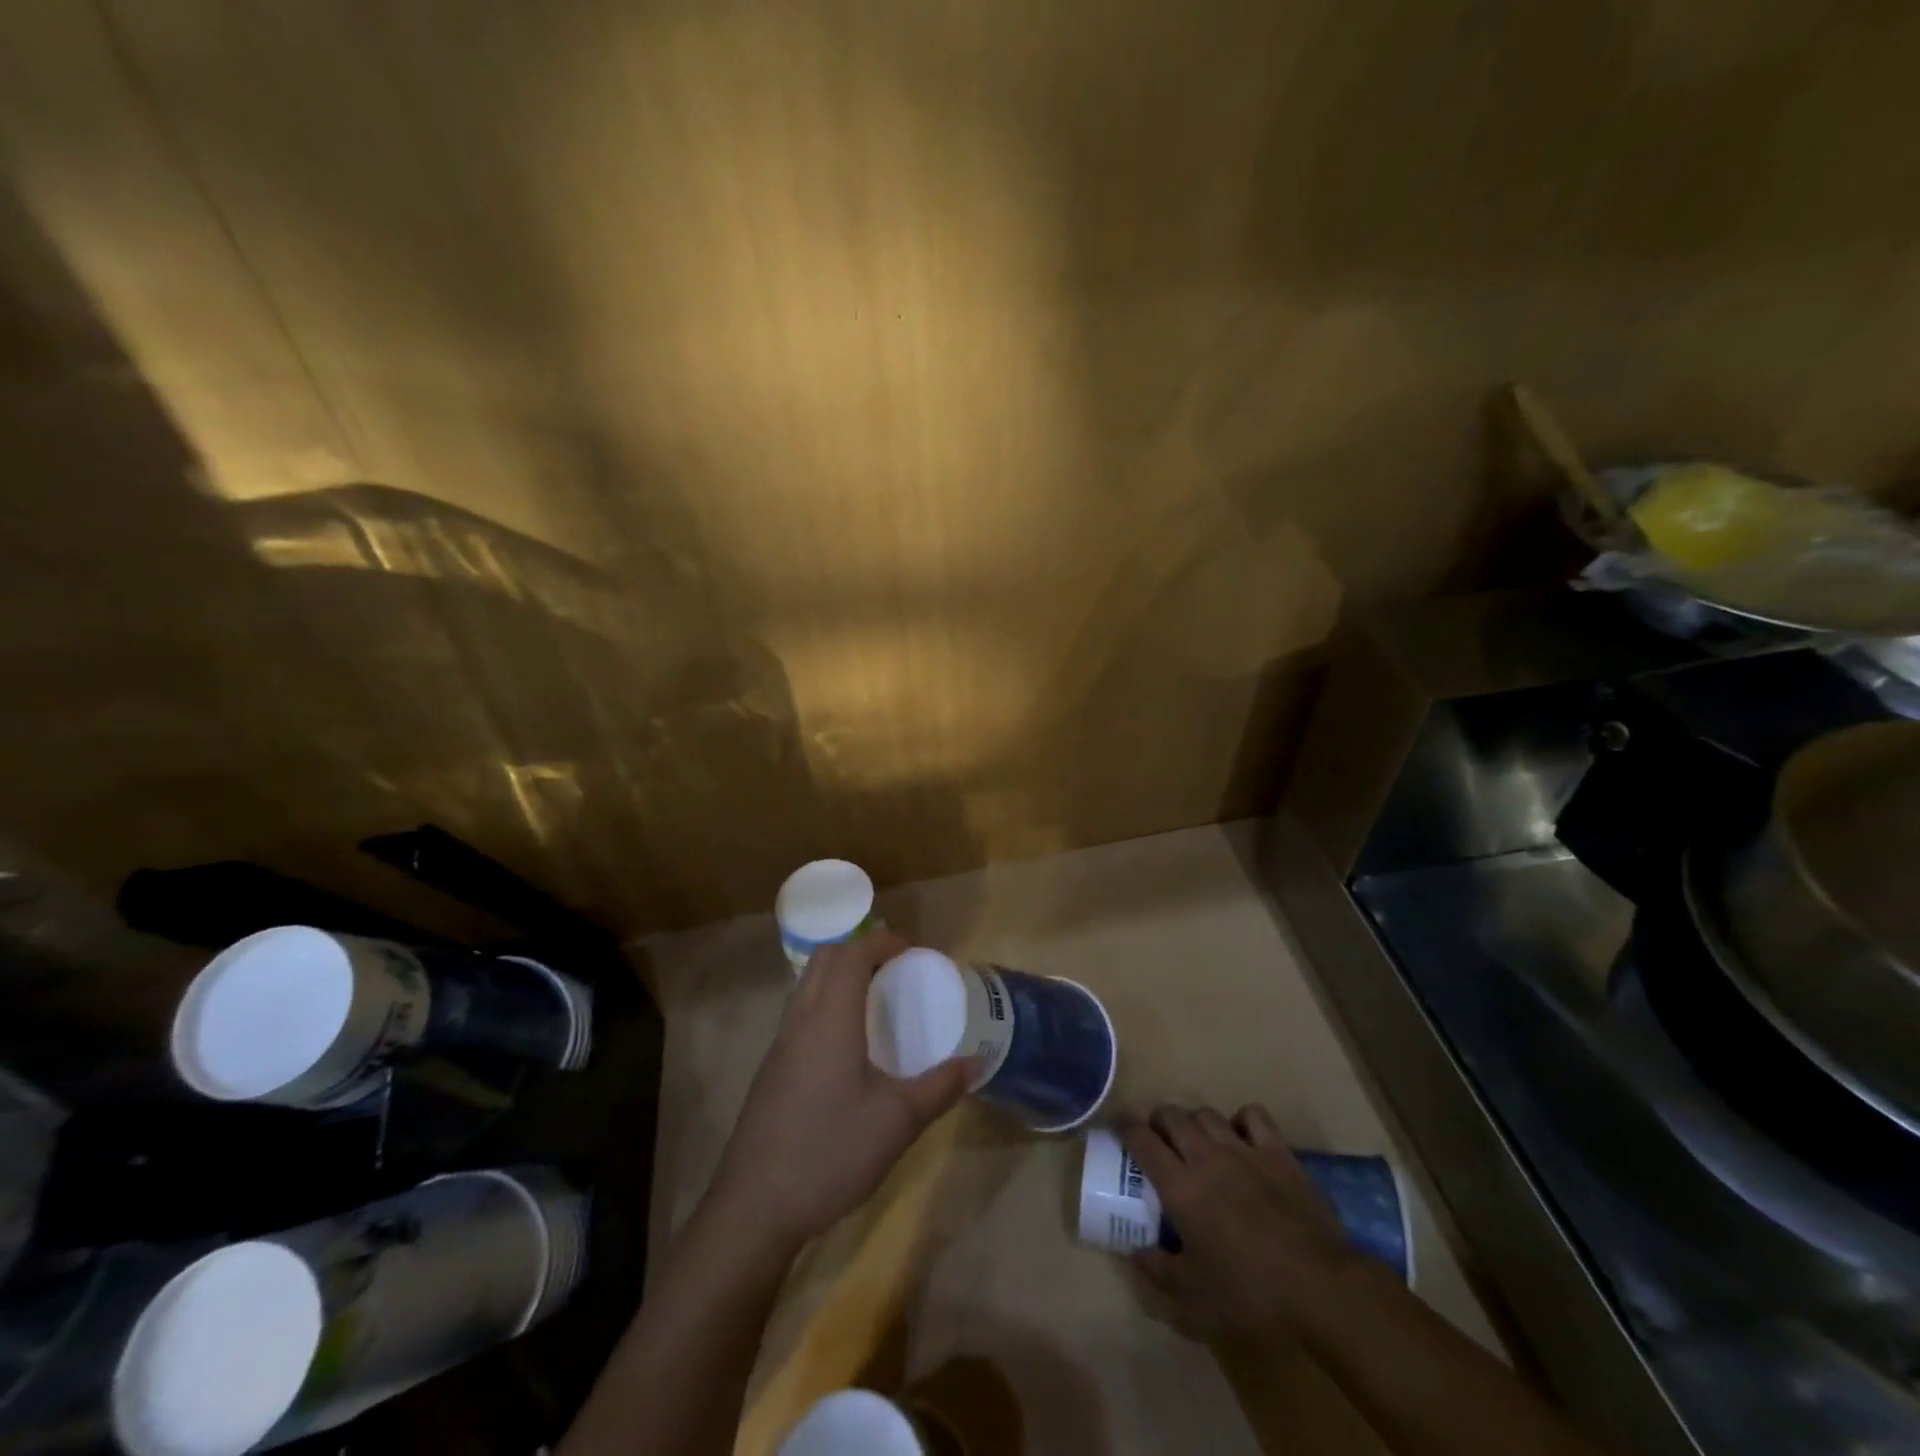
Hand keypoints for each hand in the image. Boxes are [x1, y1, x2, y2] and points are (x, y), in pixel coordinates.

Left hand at [705, 930, 974, 1249]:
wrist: (755, 1208)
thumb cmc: (830, 1153)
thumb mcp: (897, 1122)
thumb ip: (940, 1087)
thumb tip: (978, 1062)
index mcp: (829, 1020)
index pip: (852, 955)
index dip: (882, 941)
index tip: (913, 949)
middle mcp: (800, 1020)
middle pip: (825, 959)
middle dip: (861, 949)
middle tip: (896, 968)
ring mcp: (779, 1045)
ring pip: (807, 985)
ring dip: (840, 975)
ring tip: (876, 999)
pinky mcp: (771, 1070)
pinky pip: (800, 1013)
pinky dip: (826, 1002)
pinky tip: (848, 1043)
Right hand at [1123, 1104, 1364, 1344]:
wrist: (1320, 1288)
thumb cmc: (1250, 1294)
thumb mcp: (1193, 1298)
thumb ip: (1157, 1272)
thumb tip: (1133, 1253)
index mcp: (1180, 1186)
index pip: (1141, 1140)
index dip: (1124, 1127)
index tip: (1116, 1125)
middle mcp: (1206, 1156)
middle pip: (1172, 1116)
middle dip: (1158, 1120)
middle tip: (1157, 1137)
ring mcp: (1244, 1150)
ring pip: (1207, 1114)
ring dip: (1194, 1121)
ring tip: (1195, 1138)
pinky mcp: (1278, 1152)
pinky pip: (1253, 1116)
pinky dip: (1241, 1119)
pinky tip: (1240, 1135)